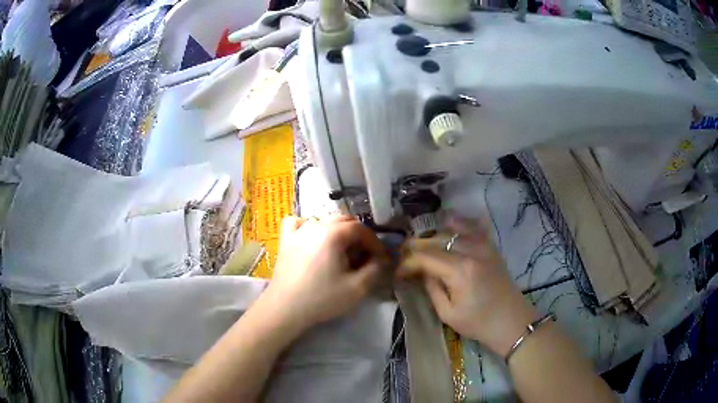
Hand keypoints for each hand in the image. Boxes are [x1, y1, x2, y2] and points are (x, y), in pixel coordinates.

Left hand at [261, 215, 389, 331]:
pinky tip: (311, 238)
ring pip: (323, 220)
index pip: (360, 229)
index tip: (381, 257)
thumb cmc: (322, 298)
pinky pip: (297, 223)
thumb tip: (382, 259)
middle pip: (343, 220)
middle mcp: (315, 225)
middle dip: (359, 235)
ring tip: (341, 249)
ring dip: (337, 230)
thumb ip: (375, 270)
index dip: (375, 242)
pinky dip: (308, 226)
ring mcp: (297, 231)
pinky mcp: (285, 241)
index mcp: (333, 234)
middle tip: (365, 255)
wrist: (285, 308)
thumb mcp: (357, 288)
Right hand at [398, 216, 537, 356]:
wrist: (511, 321)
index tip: (397, 273)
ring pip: (451, 228)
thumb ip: (431, 288)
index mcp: (460, 270)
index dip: (407, 263)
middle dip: (415, 247)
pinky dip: (457, 223)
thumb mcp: (447, 314)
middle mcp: (471, 250)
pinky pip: (471, 226)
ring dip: (432, 236)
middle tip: (404, 259)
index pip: (425, 256)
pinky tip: (447, 225)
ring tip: (421, 247)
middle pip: (435, 239)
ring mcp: (483, 245)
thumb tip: (421, 271)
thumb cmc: (479, 323)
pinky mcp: (490, 246)